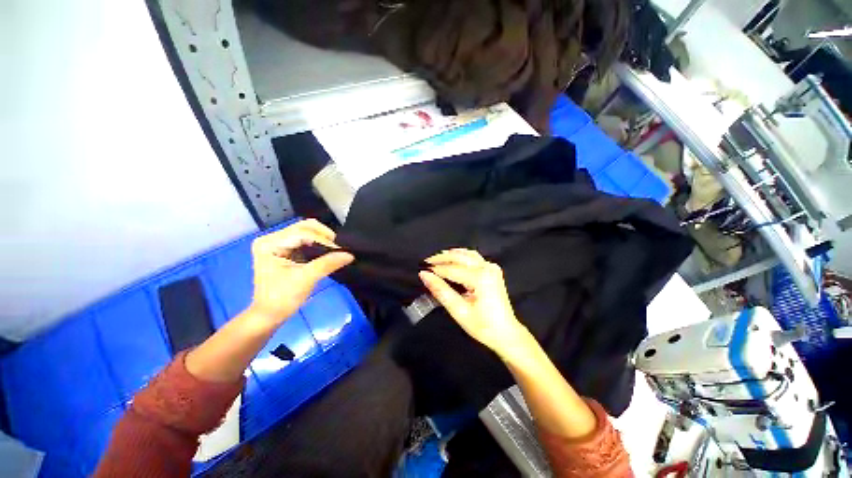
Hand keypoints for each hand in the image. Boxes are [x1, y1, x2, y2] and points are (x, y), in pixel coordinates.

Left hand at [249, 219, 353, 323]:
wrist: (269, 316)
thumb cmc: (282, 298)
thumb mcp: (306, 279)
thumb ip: (328, 263)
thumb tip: (350, 255)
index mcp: (269, 243)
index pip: (302, 232)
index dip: (323, 240)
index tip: (340, 251)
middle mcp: (271, 238)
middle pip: (304, 227)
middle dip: (323, 236)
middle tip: (338, 248)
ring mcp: (278, 243)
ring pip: (306, 232)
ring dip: (322, 240)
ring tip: (335, 250)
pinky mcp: (285, 250)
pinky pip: (306, 240)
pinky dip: (319, 244)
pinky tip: (328, 252)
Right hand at [419, 249, 527, 357]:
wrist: (506, 333)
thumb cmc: (483, 326)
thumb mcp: (459, 311)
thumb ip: (441, 291)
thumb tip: (424, 275)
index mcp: (480, 278)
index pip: (452, 270)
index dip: (435, 269)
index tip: (420, 269)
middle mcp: (487, 267)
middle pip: (459, 257)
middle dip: (441, 258)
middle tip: (425, 262)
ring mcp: (491, 267)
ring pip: (467, 254)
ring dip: (450, 255)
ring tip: (435, 260)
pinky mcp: (493, 269)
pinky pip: (473, 257)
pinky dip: (461, 256)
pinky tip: (452, 259)